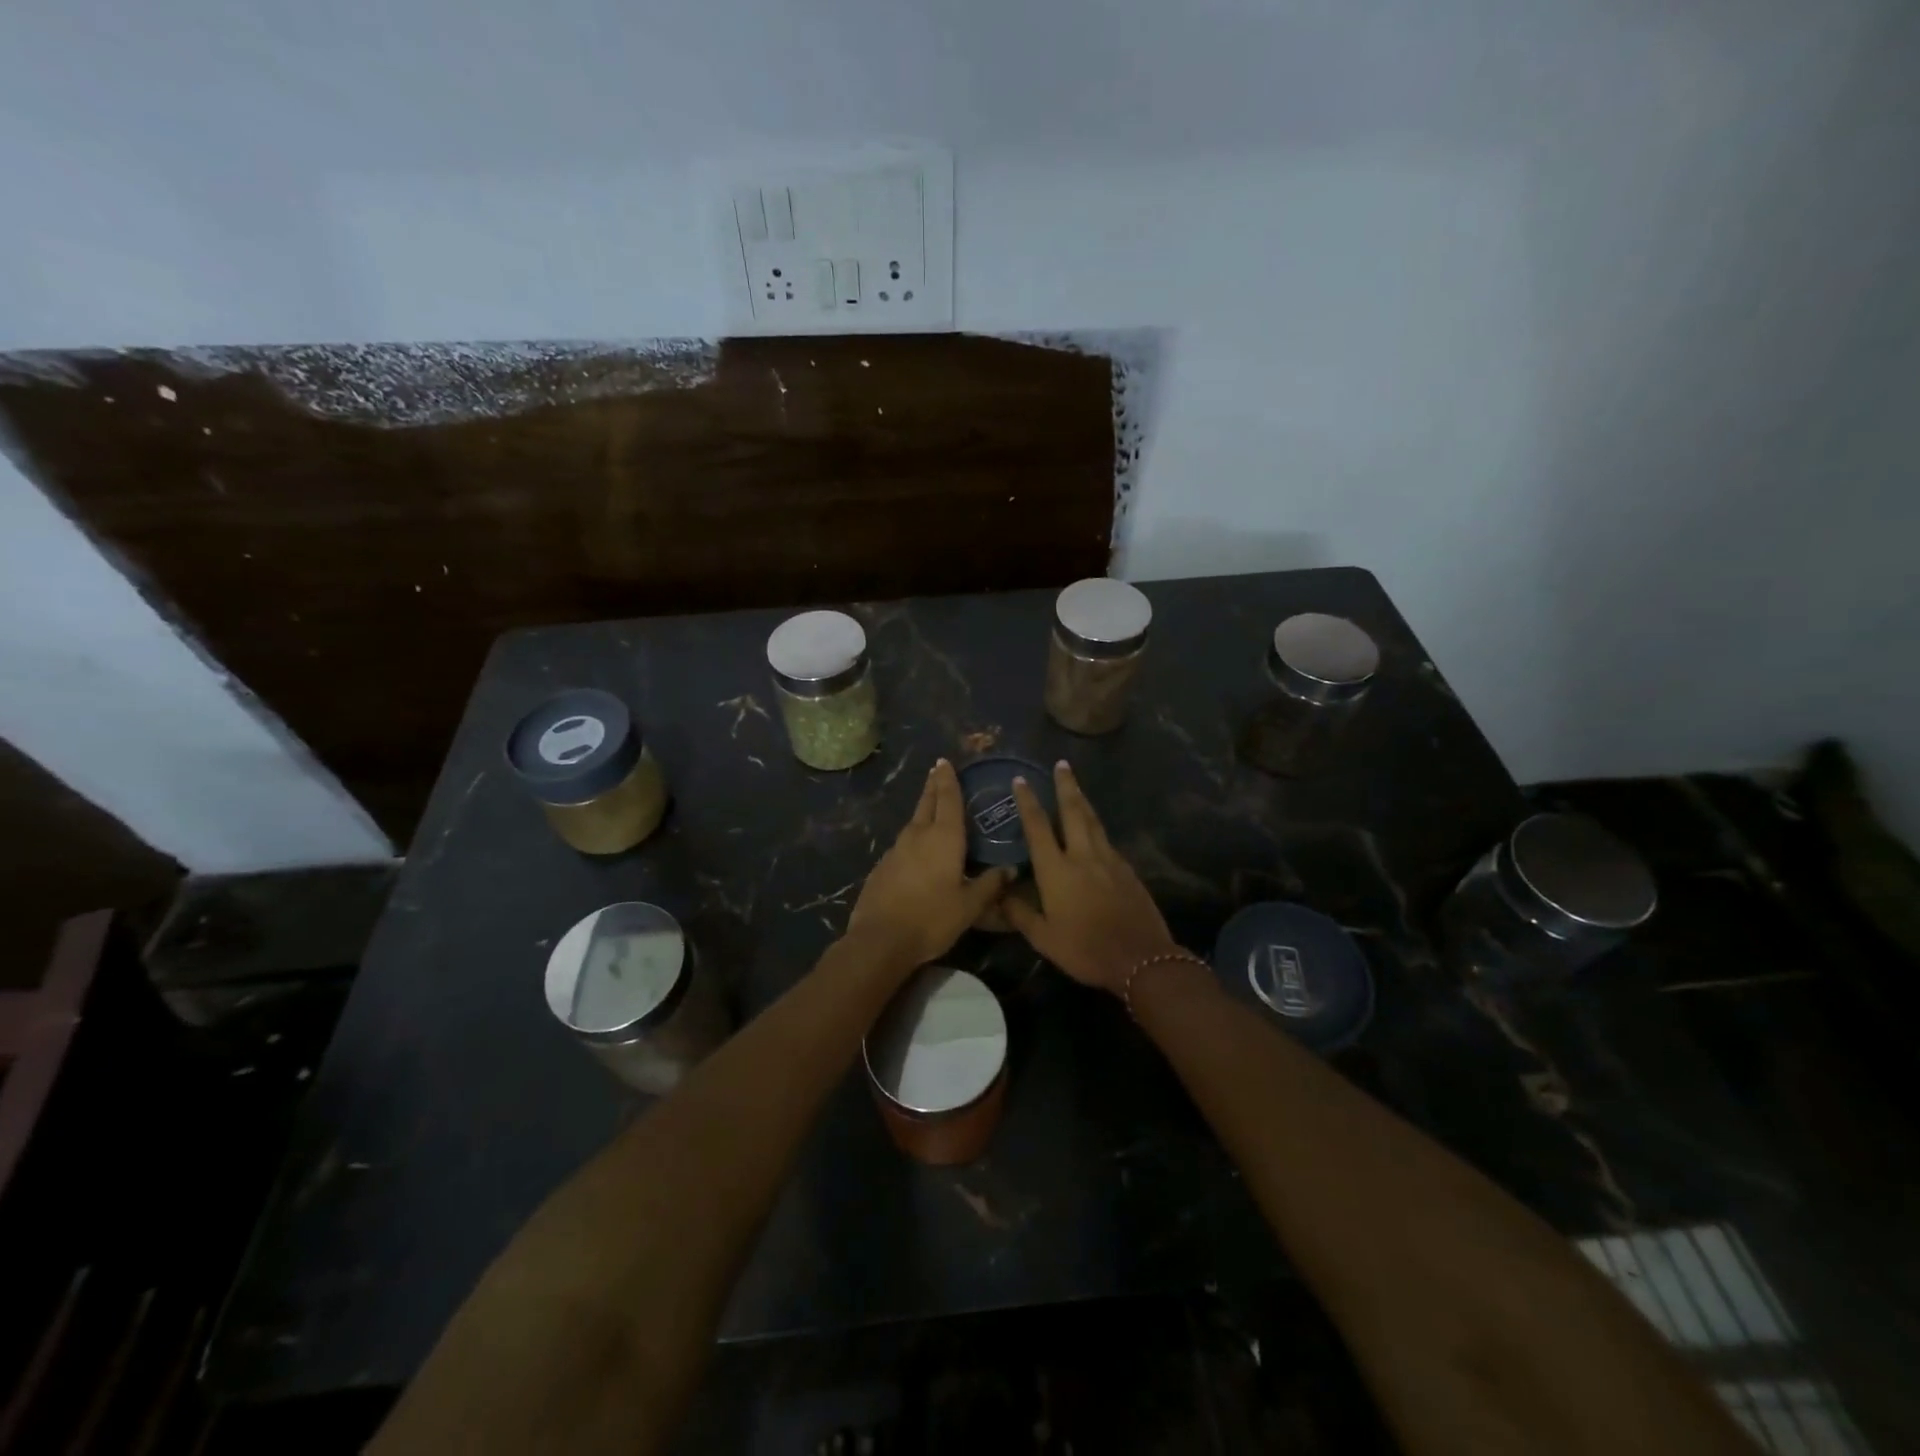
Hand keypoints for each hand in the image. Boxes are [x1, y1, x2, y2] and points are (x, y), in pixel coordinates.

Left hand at [847, 759, 1012, 970]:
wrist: (880, 939)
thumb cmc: (932, 918)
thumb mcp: (970, 905)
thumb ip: (990, 885)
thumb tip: (1011, 869)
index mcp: (944, 838)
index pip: (948, 799)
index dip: (948, 779)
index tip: (945, 762)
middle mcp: (918, 835)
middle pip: (926, 803)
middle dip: (933, 786)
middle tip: (936, 770)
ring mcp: (896, 849)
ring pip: (912, 821)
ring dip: (922, 809)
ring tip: (930, 805)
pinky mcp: (882, 866)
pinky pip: (902, 842)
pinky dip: (912, 836)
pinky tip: (915, 847)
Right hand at [1004, 762, 1181, 993]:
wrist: (1140, 958)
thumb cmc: (1085, 949)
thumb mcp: (1044, 938)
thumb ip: (1020, 913)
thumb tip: (998, 893)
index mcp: (1057, 870)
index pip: (1038, 827)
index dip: (1028, 802)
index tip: (1021, 780)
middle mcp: (1082, 856)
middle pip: (1073, 812)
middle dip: (1065, 786)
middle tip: (1061, 764)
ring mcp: (1109, 860)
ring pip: (1093, 821)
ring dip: (1082, 800)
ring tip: (1075, 784)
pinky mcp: (1127, 870)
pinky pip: (1107, 840)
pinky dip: (1096, 826)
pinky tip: (1095, 828)